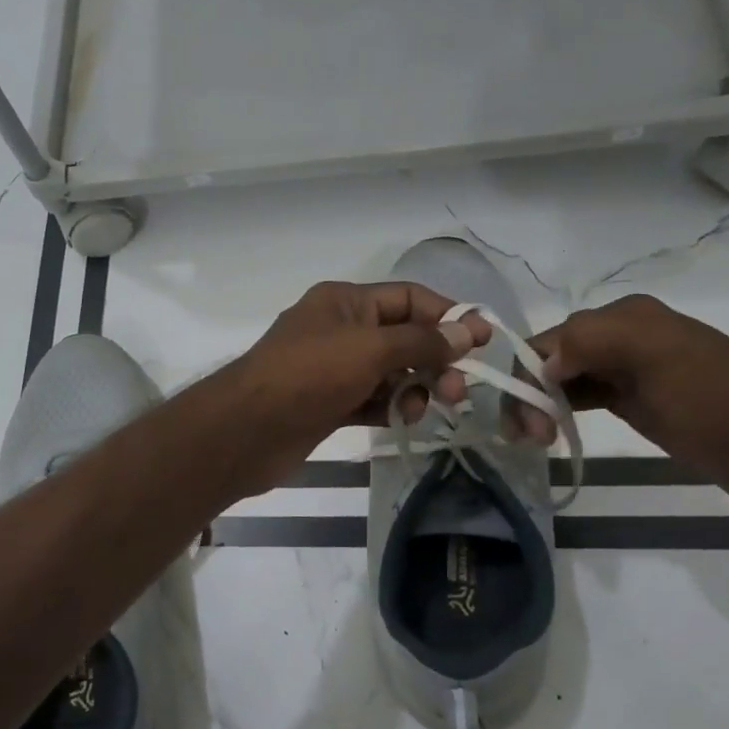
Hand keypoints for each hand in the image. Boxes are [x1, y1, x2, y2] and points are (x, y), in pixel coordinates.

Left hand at [218, 281, 488, 493]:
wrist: (247, 431)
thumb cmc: (308, 376)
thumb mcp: (370, 349)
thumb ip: (421, 342)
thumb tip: (468, 331)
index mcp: (345, 301)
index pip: (408, 298)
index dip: (447, 316)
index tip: (482, 342)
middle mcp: (340, 329)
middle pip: (403, 338)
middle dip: (434, 361)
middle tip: (457, 391)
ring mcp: (332, 369)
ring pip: (390, 373)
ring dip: (412, 389)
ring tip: (417, 410)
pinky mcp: (328, 404)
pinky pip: (372, 400)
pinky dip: (389, 408)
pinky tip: (398, 422)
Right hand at [505, 294, 728, 462]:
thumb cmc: (714, 401)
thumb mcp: (654, 356)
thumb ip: (590, 342)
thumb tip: (543, 362)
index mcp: (624, 317)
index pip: (550, 340)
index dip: (527, 377)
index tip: (526, 424)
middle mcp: (621, 337)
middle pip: (551, 359)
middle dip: (529, 393)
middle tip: (529, 439)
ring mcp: (628, 370)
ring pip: (562, 380)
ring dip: (539, 404)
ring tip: (533, 440)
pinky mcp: (635, 400)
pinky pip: (582, 397)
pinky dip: (559, 410)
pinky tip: (550, 430)